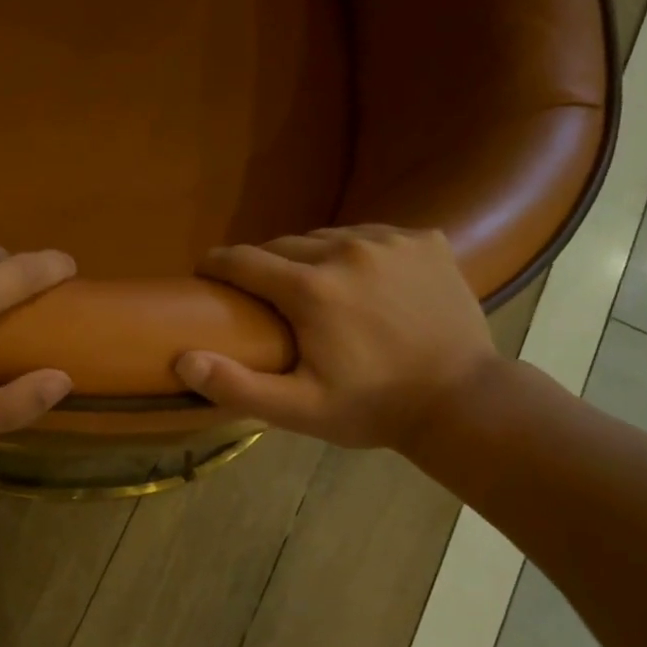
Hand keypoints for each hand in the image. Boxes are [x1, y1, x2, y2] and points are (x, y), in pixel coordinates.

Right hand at [175, 226, 497, 450]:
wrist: (463, 401)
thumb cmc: (373, 408)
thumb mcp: (299, 410)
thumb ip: (238, 385)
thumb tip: (183, 359)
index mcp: (311, 289)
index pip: (242, 260)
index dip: (216, 265)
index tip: (205, 275)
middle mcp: (347, 250)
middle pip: (283, 245)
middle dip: (264, 266)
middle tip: (264, 298)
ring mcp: (391, 240)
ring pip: (328, 237)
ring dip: (311, 257)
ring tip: (314, 289)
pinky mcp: (426, 240)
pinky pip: (373, 235)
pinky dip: (357, 253)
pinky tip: (364, 283)